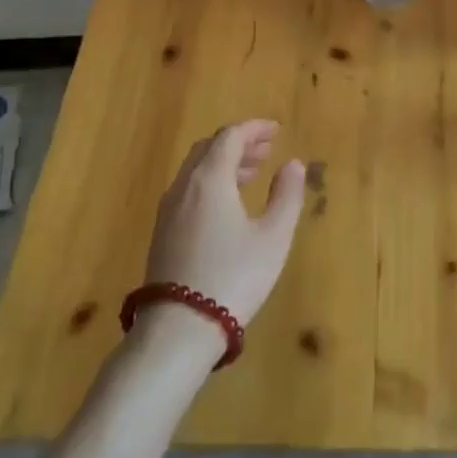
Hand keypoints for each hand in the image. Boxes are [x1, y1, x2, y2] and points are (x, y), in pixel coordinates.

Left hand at [143, 121, 305, 350]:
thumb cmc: (233, 277)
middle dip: (238, 143)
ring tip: (252, 174)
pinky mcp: (163, 232)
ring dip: (224, 163)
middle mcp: (184, 186)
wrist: (180, 328)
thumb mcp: (273, 237)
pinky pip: (188, 190)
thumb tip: (293, 164)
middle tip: (266, 150)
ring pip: (196, 170)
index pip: (230, 136)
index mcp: (210, 178)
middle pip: (209, 148)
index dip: (254, 128)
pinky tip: (228, 204)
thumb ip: (287, 196)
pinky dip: (210, 182)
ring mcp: (168, 210)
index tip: (276, 130)